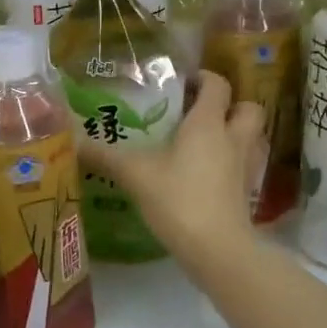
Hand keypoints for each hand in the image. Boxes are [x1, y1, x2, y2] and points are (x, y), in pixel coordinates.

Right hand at [75, 70, 265, 276]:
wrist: (217, 249)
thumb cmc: (178, 199)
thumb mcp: (135, 175)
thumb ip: (105, 157)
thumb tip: (74, 143)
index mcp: (207, 124)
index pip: (216, 85)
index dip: (203, 78)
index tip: (183, 82)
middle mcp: (233, 138)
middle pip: (248, 107)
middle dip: (231, 104)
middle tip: (201, 112)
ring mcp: (245, 167)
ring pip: (253, 137)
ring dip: (237, 132)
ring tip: (208, 141)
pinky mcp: (247, 193)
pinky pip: (247, 165)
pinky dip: (234, 162)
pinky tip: (211, 174)